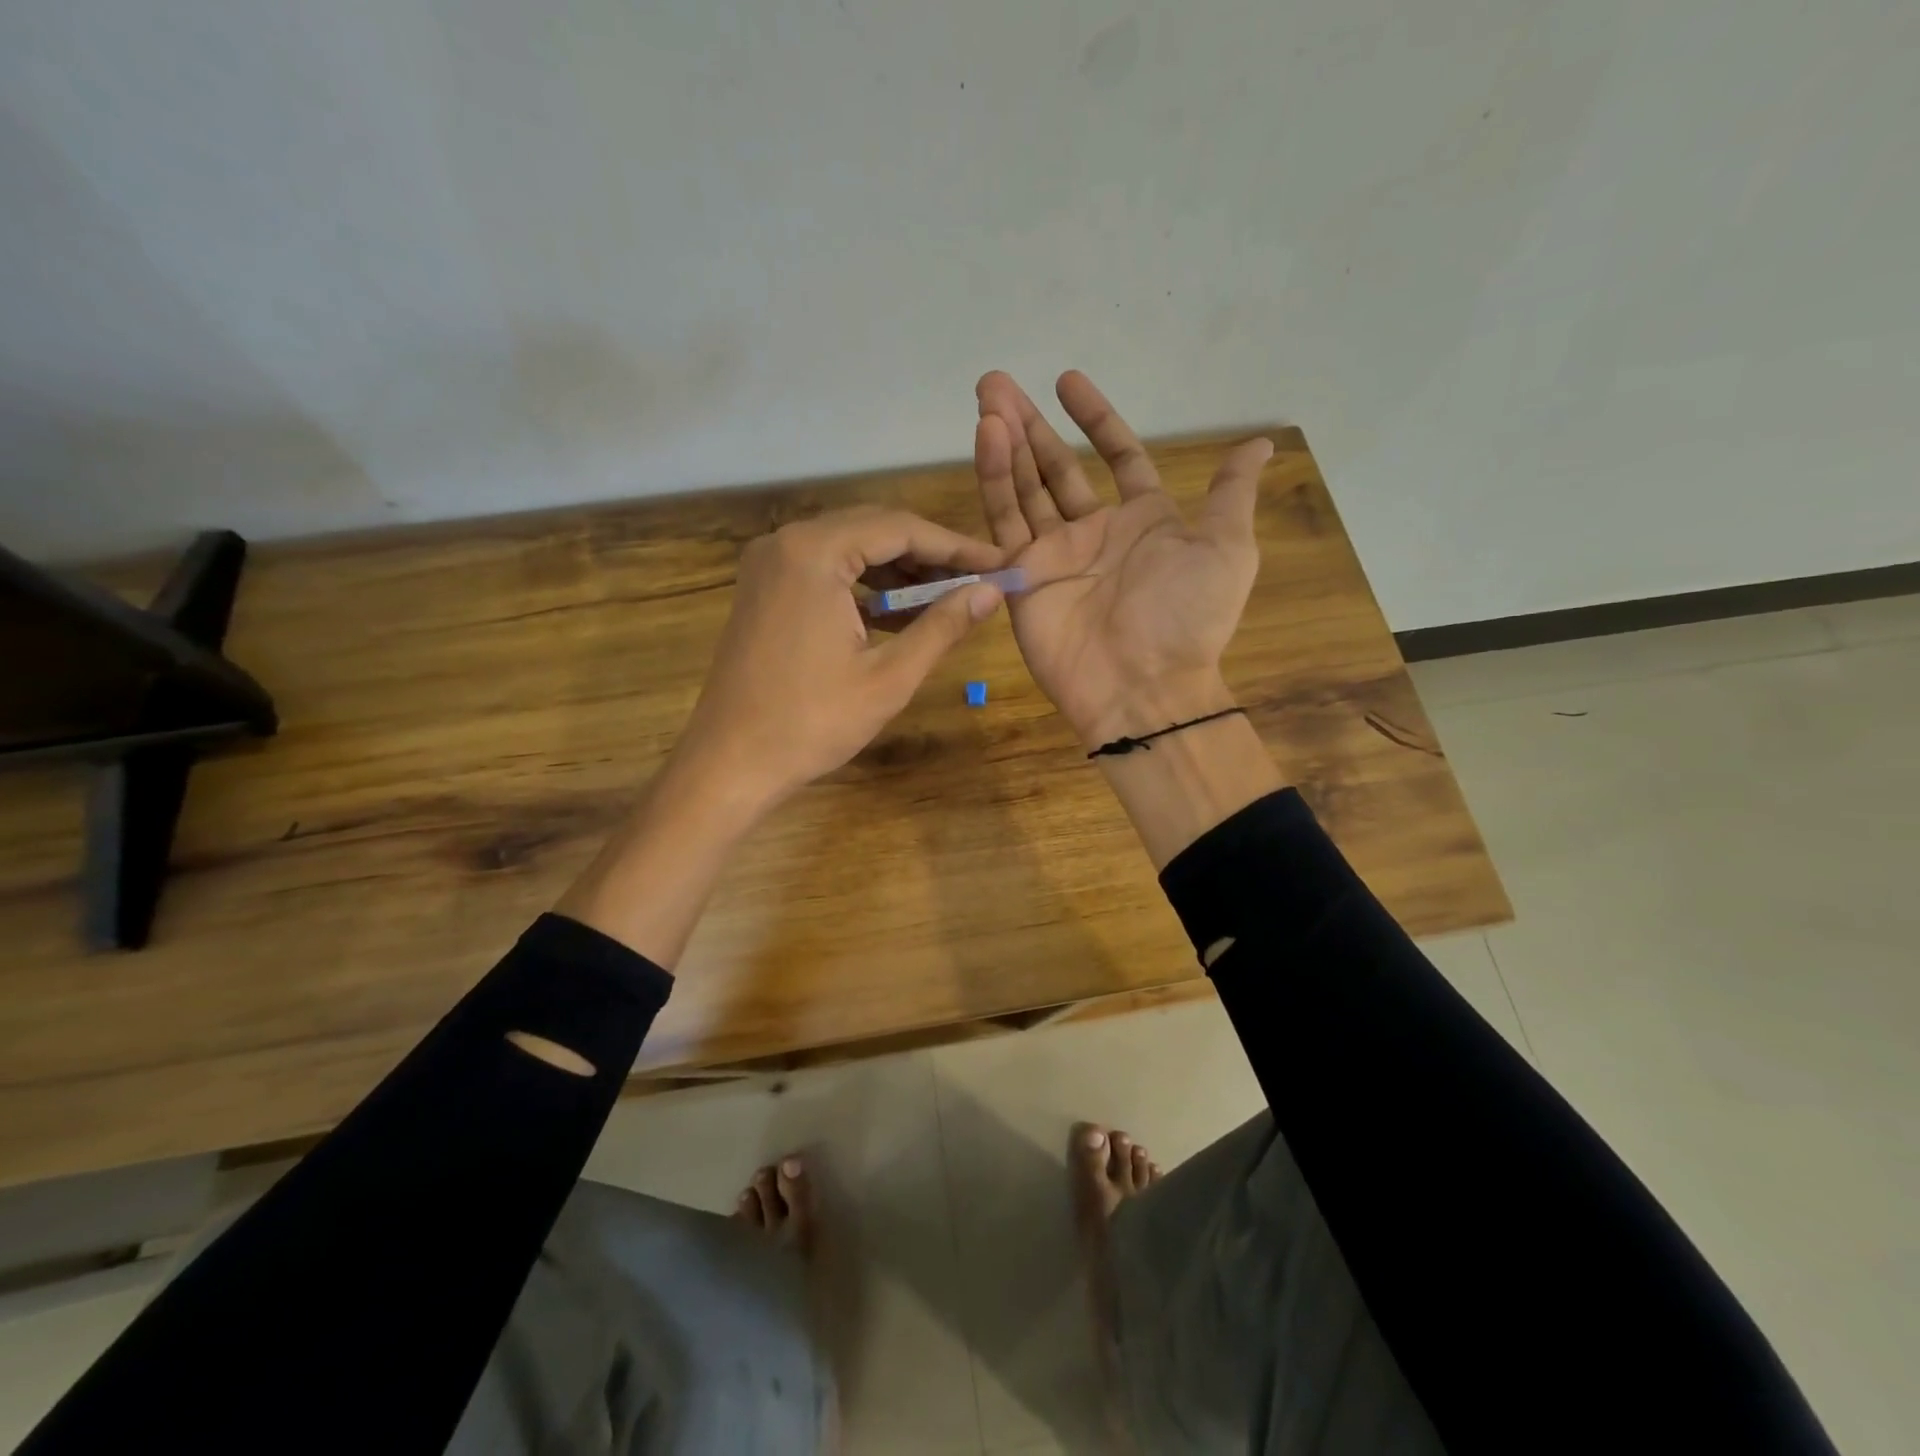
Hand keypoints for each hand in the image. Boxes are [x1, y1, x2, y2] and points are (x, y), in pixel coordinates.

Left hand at [674, 505, 1006, 814]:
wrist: (730, 763)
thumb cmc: (812, 723)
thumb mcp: (889, 677)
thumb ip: (943, 626)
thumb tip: (993, 592)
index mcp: (814, 552)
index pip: (901, 529)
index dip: (956, 547)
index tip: (999, 564)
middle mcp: (785, 542)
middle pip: (874, 529)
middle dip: (929, 555)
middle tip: (979, 580)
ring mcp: (768, 565)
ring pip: (850, 549)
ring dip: (898, 571)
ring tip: (947, 598)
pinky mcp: (763, 589)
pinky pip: (825, 571)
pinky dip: (865, 587)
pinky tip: (899, 613)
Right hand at [973, 370, 1272, 746]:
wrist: (1142, 685)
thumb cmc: (1187, 617)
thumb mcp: (1227, 550)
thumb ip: (1230, 495)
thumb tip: (1259, 444)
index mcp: (1144, 521)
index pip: (1116, 458)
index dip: (1095, 419)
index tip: (1067, 381)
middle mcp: (1095, 533)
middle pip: (1058, 468)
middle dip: (1031, 426)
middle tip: (998, 383)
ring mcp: (1054, 555)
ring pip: (1024, 488)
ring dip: (1005, 444)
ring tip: (986, 399)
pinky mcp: (1021, 577)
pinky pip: (1005, 521)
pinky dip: (995, 479)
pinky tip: (987, 438)